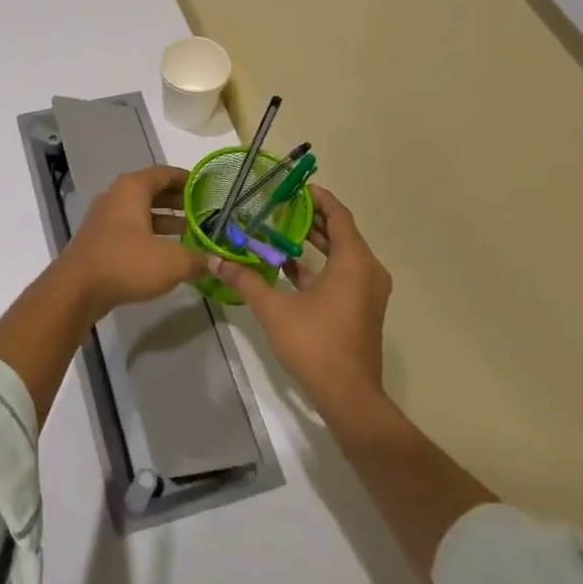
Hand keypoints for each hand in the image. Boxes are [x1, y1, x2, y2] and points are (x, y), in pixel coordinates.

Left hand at [49, 165, 206, 321]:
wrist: (77, 289)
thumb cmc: (126, 263)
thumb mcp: (172, 262)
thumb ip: (196, 259)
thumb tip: (213, 262)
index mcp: (132, 188)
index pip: (165, 173)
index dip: (188, 179)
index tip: (208, 188)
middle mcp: (116, 196)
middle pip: (153, 190)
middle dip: (178, 201)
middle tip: (203, 212)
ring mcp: (105, 218)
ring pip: (141, 211)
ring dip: (164, 220)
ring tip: (190, 233)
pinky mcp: (99, 239)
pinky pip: (130, 228)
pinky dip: (149, 234)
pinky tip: (165, 252)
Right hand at [204, 186, 390, 414]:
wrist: (349, 396)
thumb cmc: (315, 344)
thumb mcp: (273, 309)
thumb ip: (245, 279)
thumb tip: (214, 259)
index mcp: (353, 261)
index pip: (338, 215)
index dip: (318, 198)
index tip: (294, 187)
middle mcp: (368, 270)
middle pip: (341, 233)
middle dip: (311, 218)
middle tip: (280, 206)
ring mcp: (368, 292)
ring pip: (343, 254)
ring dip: (315, 242)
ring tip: (280, 232)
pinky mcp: (363, 309)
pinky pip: (344, 274)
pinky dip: (321, 266)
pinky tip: (290, 268)